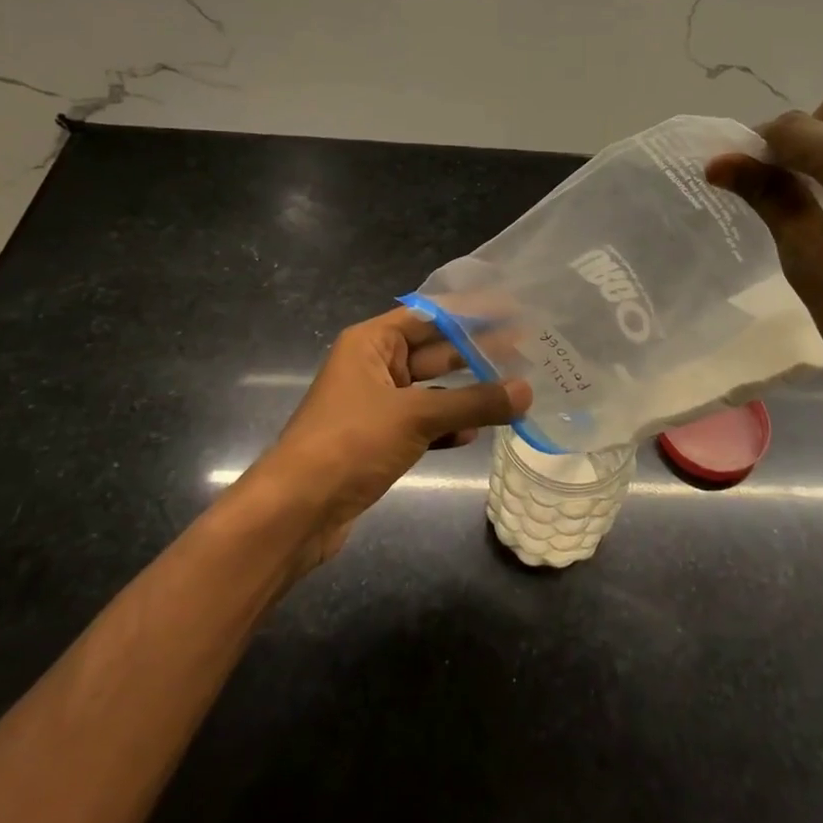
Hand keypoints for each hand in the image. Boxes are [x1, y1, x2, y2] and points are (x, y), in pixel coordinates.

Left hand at [244, 308, 531, 569]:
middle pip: (433, 352)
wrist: (295, 511)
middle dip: (475, 354)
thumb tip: (527, 391)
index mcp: (371, 343)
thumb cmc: (351, 443)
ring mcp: (376, 406)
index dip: (469, 313)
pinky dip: (447, 427)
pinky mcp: (378, 441)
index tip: (510, 311)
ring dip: (466, 395)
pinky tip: (474, 435)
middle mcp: (373, 367)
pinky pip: (422, 424)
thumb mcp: (416, 416)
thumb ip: (474, 402)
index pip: (429, 316)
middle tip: (524, 350)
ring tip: (513, 391)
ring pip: (432, 391)